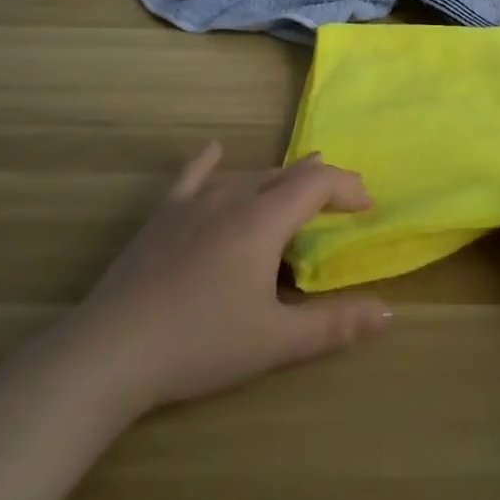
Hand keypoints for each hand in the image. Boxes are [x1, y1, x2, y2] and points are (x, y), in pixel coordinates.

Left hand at [67, 143, 390, 416]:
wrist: (113, 349)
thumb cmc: (201, 343)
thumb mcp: (275, 341)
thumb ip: (333, 325)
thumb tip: (387, 312)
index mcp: (264, 219)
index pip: (317, 184)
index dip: (347, 187)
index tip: (367, 206)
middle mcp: (233, 196)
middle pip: (285, 175)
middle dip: (319, 182)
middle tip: (341, 200)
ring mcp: (194, 202)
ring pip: (247, 175)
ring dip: (278, 179)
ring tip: (296, 184)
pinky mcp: (163, 215)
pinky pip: (193, 176)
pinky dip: (210, 162)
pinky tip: (214, 149)